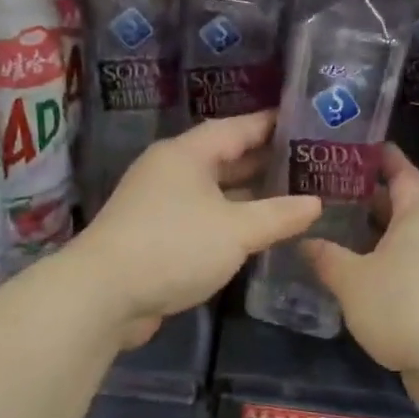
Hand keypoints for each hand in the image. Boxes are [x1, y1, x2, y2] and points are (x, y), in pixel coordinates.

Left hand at [76, 112, 320, 347]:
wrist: (103, 295)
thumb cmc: (174, 246)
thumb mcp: (236, 230)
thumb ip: (278, 215)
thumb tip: (315, 203)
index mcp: (187, 154)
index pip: (237, 127)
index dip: (272, 124)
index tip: (306, 121)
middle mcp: (172, 170)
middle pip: (225, 157)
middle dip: (265, 160)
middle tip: (309, 161)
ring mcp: (161, 203)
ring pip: (215, 190)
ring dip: (249, 194)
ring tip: (294, 194)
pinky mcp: (156, 234)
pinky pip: (204, 216)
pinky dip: (230, 220)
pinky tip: (258, 231)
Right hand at [303, 145, 418, 395]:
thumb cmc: (404, 306)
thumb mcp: (352, 281)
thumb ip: (327, 257)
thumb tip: (305, 242)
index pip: (401, 170)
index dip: (379, 157)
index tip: (355, 147)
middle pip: (406, 204)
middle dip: (371, 199)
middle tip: (333, 194)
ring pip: (412, 237)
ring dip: (382, 235)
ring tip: (343, 234)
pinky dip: (395, 261)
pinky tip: (368, 275)